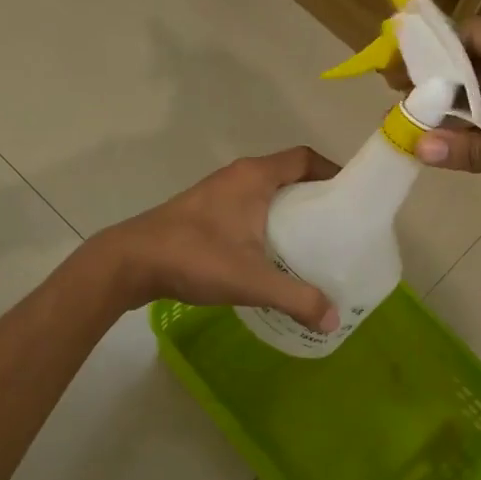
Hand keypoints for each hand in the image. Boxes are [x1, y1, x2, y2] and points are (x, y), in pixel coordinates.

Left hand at [90, 148, 340, 330]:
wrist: (130, 262)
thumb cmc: (194, 257)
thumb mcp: (251, 280)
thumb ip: (295, 298)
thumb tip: (332, 321)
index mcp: (254, 177)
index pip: (304, 158)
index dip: (331, 172)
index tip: (350, 198)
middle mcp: (237, 177)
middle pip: (288, 176)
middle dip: (314, 198)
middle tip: (336, 229)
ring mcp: (217, 193)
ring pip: (265, 195)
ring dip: (288, 213)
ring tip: (311, 246)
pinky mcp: (203, 213)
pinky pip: (246, 209)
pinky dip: (265, 224)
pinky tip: (270, 257)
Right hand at [411, 18, 480, 236]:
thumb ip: (470, 148)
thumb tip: (416, 146)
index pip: (474, 34)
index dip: (433, 47)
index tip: (396, 64)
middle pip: (475, 60)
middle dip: (436, 77)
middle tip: (393, 93)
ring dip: (451, 104)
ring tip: (409, 116)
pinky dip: (472, 126)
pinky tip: (442, 139)